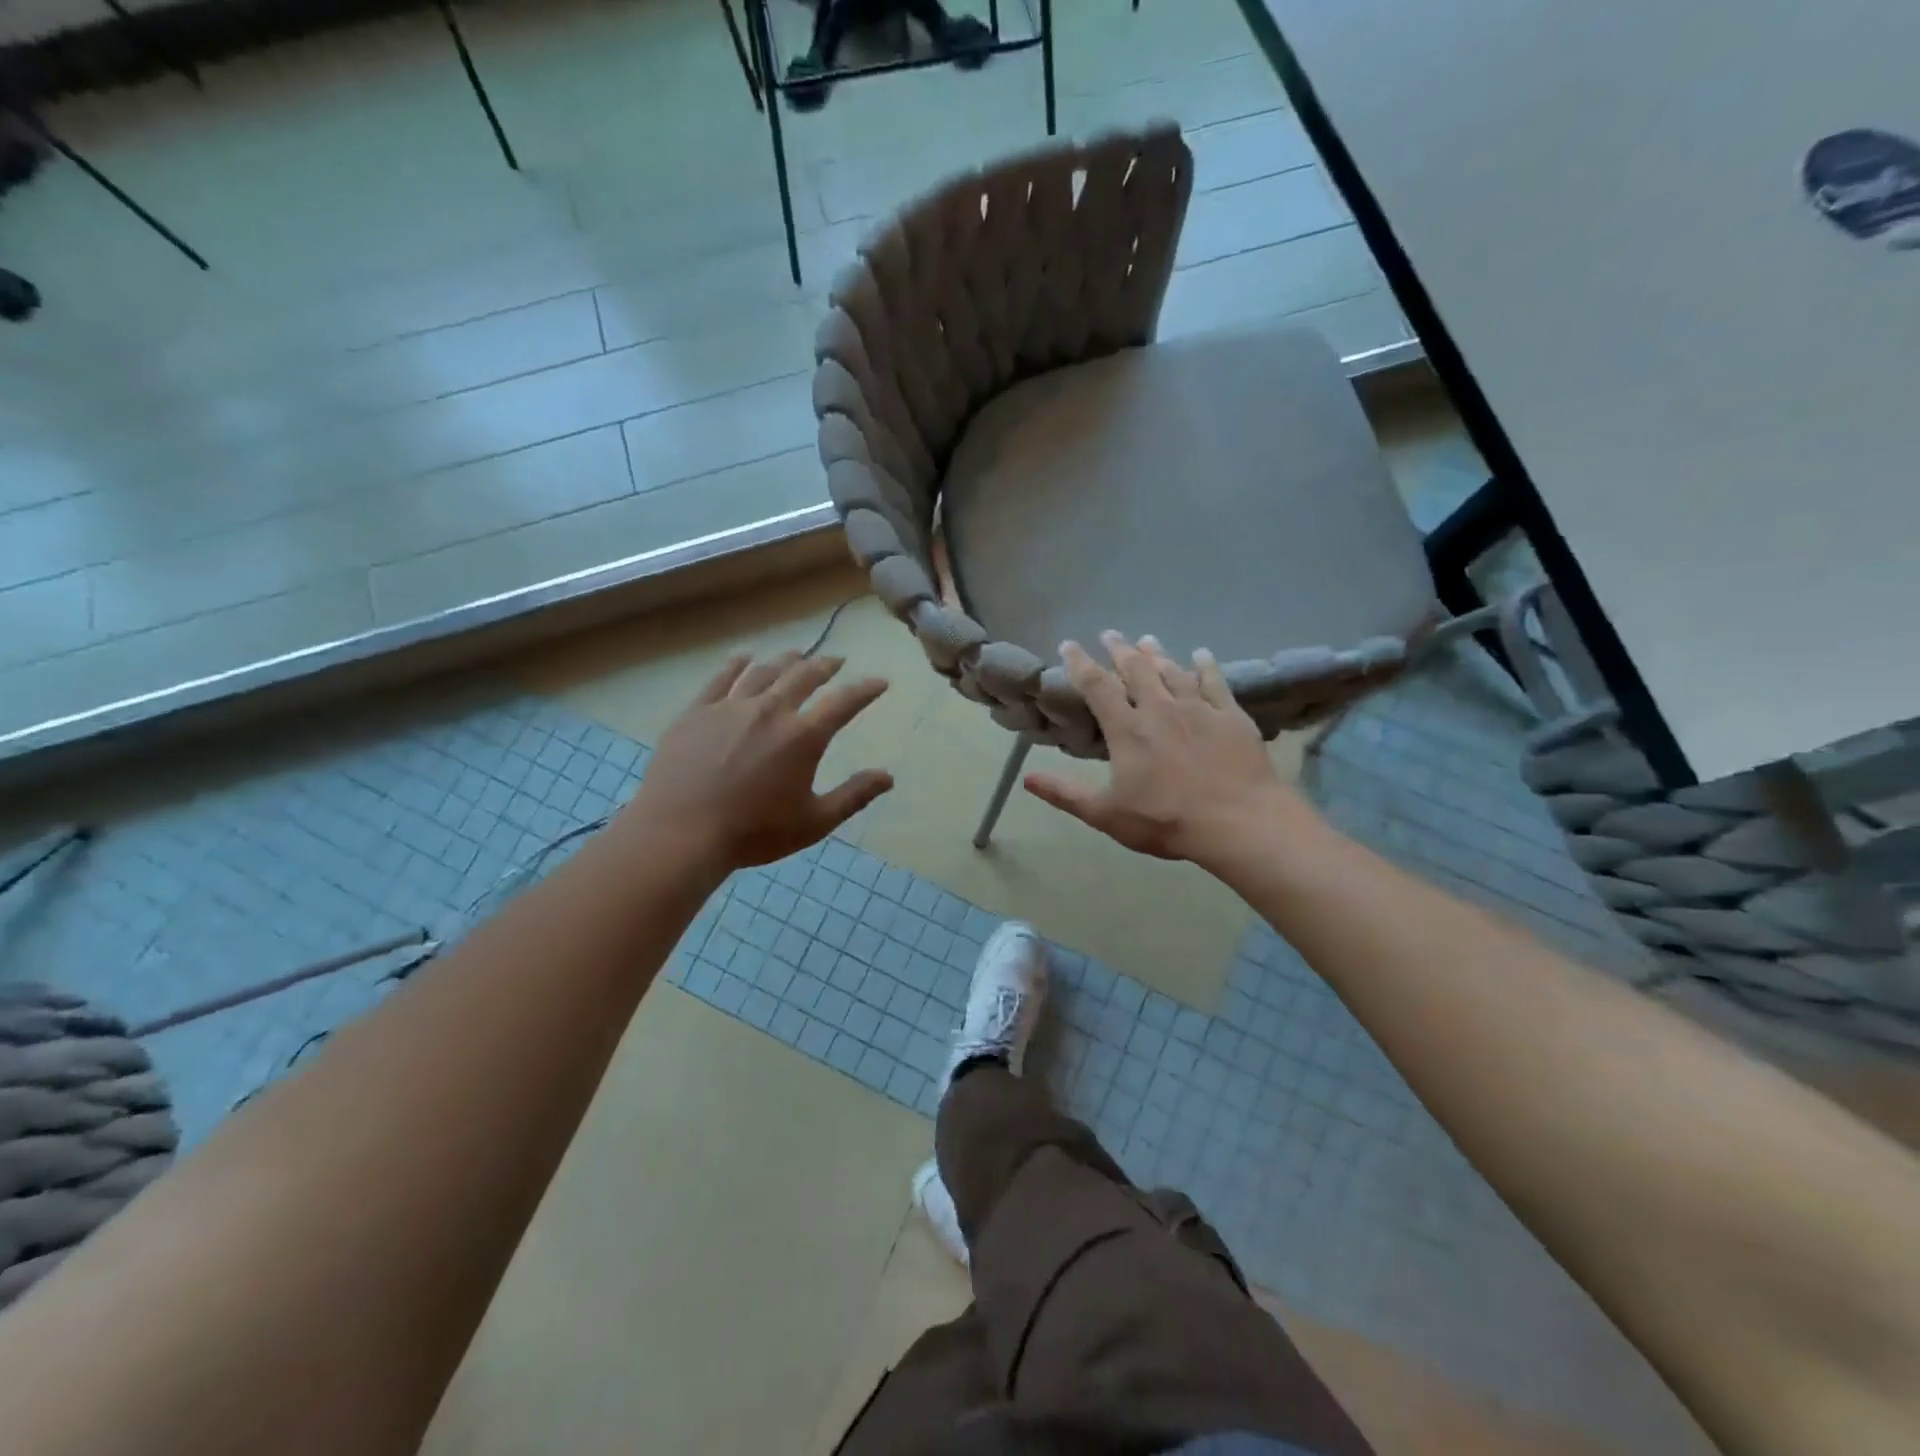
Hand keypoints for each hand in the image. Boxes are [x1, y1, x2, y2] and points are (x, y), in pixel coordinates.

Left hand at [622, 651, 893, 873]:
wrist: (681, 832)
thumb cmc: (754, 832)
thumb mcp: (814, 822)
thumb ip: (854, 796)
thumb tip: (888, 777)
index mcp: (803, 736)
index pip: (843, 702)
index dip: (865, 690)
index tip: (879, 682)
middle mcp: (771, 710)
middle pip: (804, 676)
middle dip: (825, 665)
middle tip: (837, 660)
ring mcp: (731, 707)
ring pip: (764, 671)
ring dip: (785, 660)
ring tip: (797, 654)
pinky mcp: (697, 711)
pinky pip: (721, 678)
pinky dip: (736, 664)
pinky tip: (744, 658)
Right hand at [1023, 631, 1311, 868]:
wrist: (1238, 822)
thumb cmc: (1166, 820)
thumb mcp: (1106, 814)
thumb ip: (1065, 794)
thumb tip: (1026, 778)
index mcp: (1127, 729)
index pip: (1097, 686)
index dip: (1080, 663)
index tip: (1069, 644)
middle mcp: (1160, 709)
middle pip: (1136, 669)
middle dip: (1119, 650)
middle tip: (1110, 634)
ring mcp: (1198, 709)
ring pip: (1173, 671)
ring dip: (1157, 654)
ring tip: (1147, 640)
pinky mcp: (1230, 716)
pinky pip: (1215, 682)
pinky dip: (1206, 666)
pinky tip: (1202, 655)